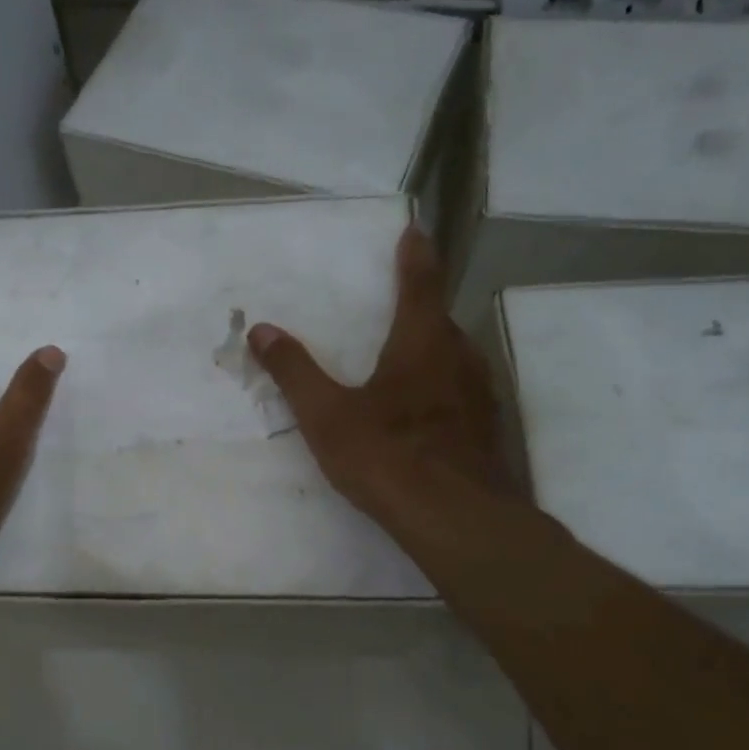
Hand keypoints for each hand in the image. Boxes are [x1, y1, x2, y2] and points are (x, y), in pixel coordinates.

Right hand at [247, 225, 519, 539]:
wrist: (455, 518)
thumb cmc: (387, 456)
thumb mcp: (326, 415)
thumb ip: (294, 371)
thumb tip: (261, 330)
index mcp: (421, 343)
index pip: (420, 284)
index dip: (416, 256)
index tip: (415, 231)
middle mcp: (459, 358)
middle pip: (440, 322)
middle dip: (420, 311)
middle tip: (396, 310)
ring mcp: (480, 395)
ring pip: (455, 358)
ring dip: (433, 351)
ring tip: (406, 362)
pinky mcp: (488, 428)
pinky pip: (462, 391)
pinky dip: (443, 388)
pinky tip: (425, 415)